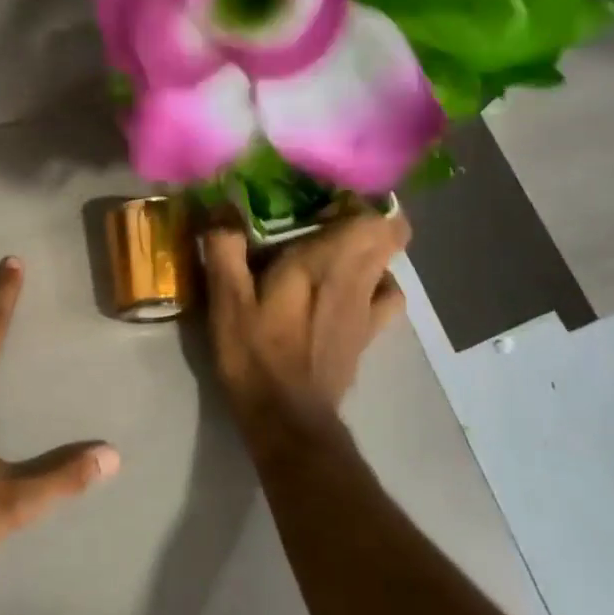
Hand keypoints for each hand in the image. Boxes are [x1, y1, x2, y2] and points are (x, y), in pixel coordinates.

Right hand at [202, 213, 411, 450]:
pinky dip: (376, 282)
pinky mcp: (370, 333)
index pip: (373, 214)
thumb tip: (222, 200)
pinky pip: (387, 294)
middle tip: (322, 217)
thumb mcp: (227, 299)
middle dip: (365, 216)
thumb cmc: (256, 354)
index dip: (358, 198)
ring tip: (334, 248)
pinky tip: (348, 287)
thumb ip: (225, 245)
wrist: (288, 418)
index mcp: (326, 261)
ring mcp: (369, 308)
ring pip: (390, 262)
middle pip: (391, 233)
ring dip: (370, 248)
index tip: (324, 196)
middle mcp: (358, 277)